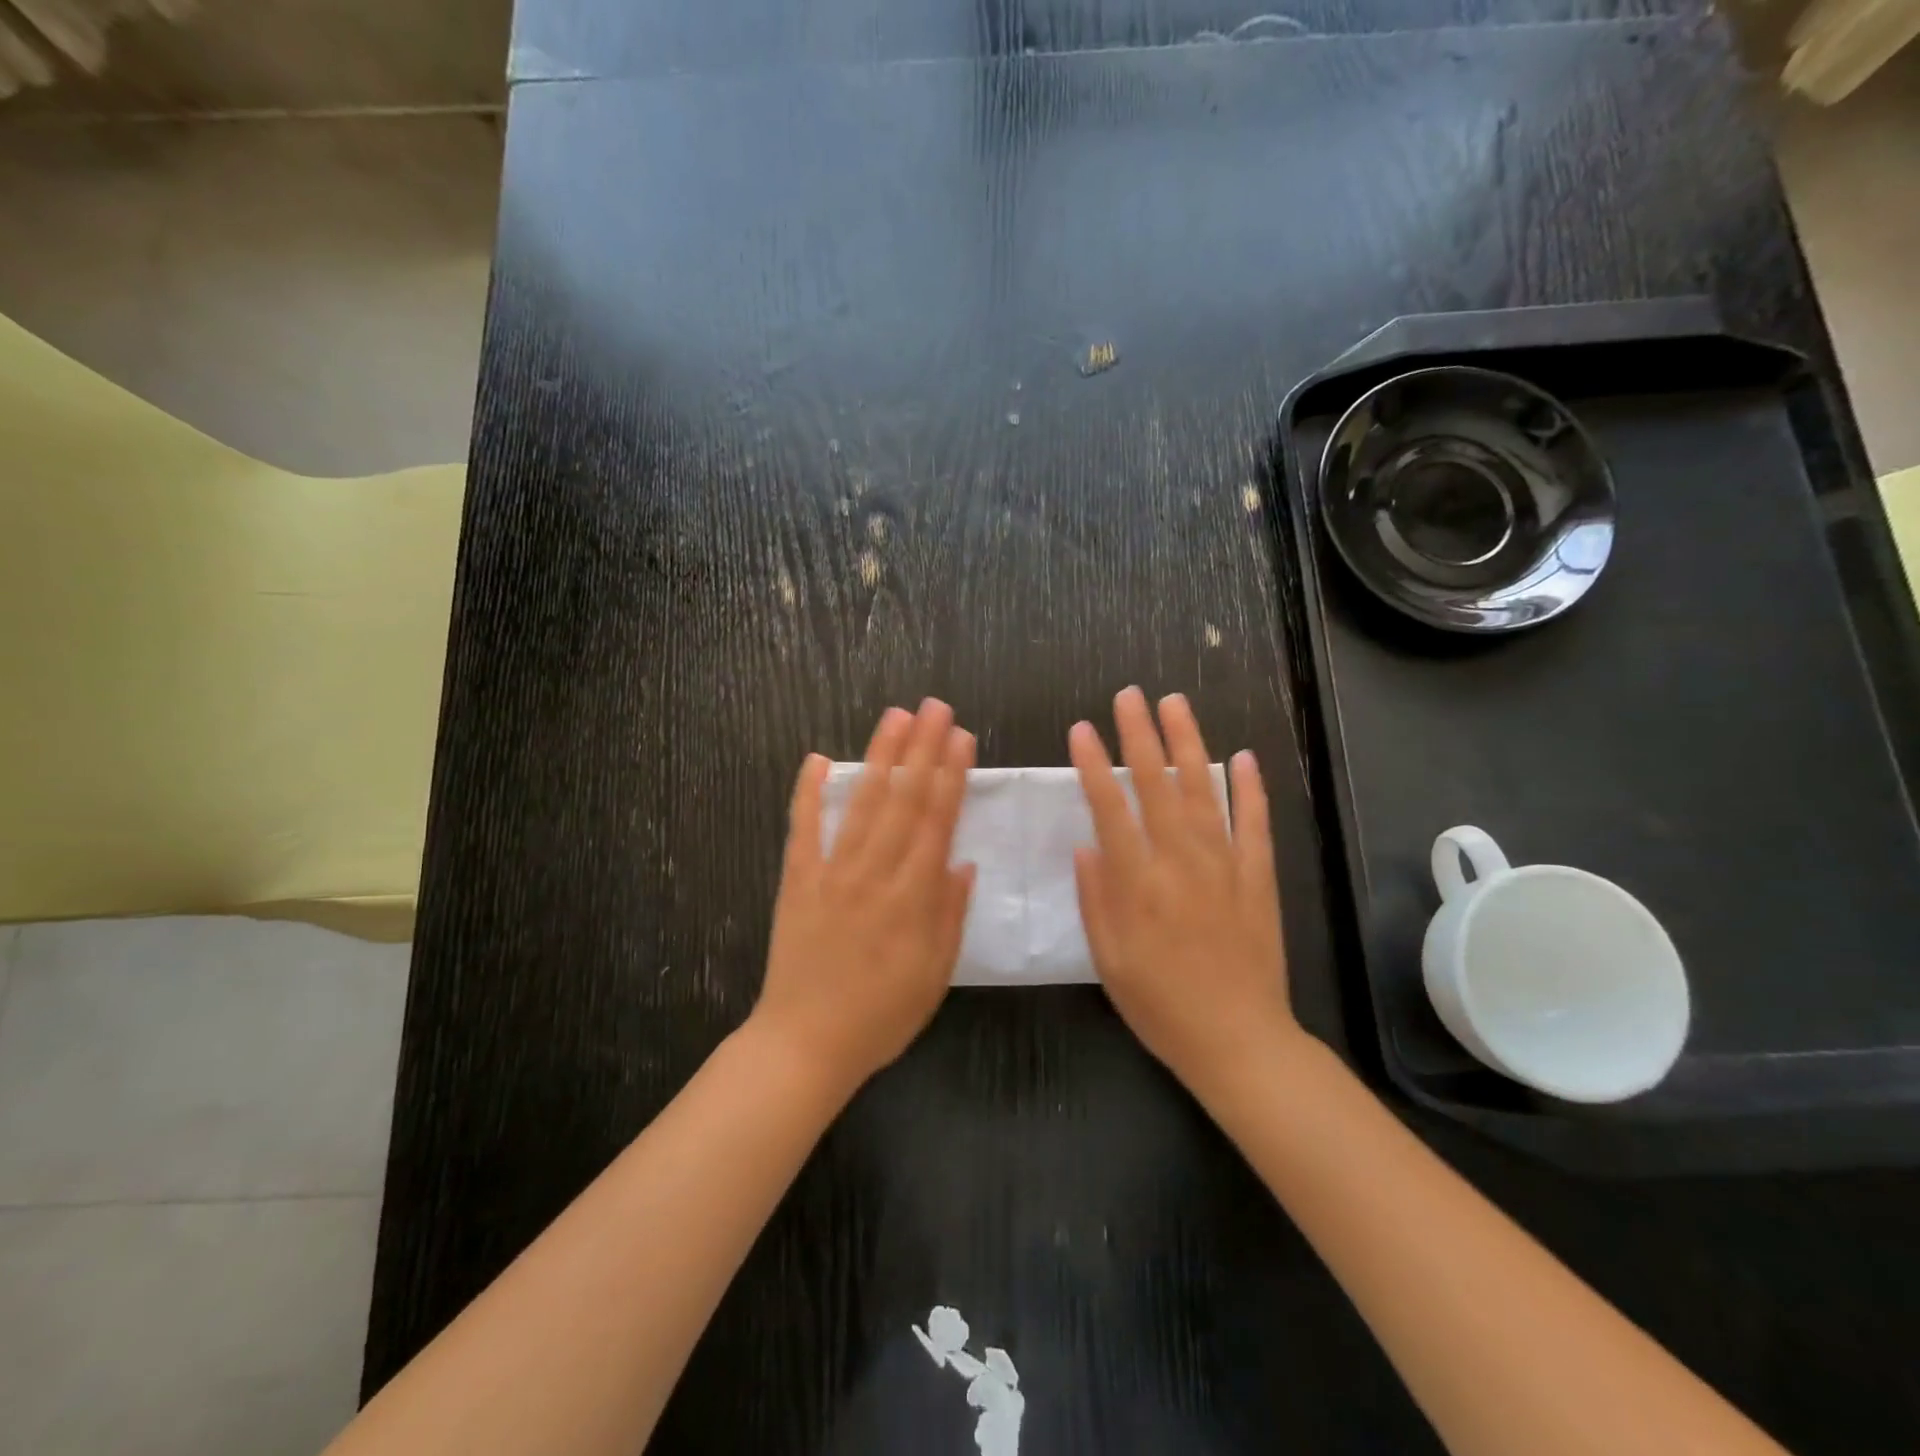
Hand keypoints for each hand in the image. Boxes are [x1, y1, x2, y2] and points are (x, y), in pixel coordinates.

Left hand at [752, 699, 976, 1095]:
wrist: (805, 1044)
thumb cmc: (881, 1015)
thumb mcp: (935, 975)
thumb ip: (950, 915)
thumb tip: (962, 862)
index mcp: (912, 897)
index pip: (936, 821)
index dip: (951, 775)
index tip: (961, 737)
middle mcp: (874, 873)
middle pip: (903, 799)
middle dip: (922, 748)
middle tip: (935, 706)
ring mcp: (831, 873)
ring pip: (860, 803)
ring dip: (879, 756)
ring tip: (894, 717)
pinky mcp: (797, 881)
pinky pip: (802, 829)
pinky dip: (807, 792)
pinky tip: (815, 758)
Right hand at [1069, 687, 1301, 1091]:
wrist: (1239, 1039)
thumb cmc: (1160, 1005)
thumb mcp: (1109, 960)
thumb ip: (1096, 898)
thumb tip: (1087, 845)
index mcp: (1138, 882)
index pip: (1110, 808)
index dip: (1093, 765)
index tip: (1081, 728)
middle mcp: (1181, 861)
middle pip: (1156, 785)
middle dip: (1140, 736)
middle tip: (1129, 695)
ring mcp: (1225, 865)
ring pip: (1203, 790)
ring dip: (1188, 743)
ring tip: (1175, 704)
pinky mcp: (1258, 877)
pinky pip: (1254, 823)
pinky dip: (1249, 788)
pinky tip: (1243, 757)